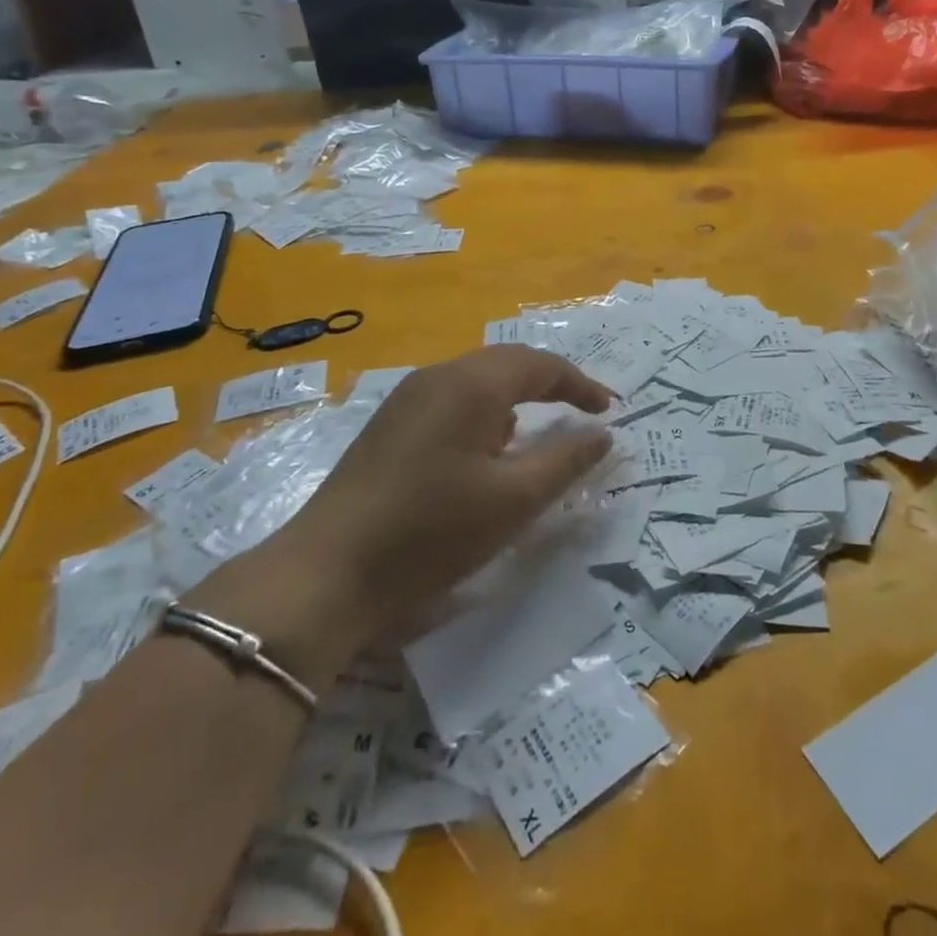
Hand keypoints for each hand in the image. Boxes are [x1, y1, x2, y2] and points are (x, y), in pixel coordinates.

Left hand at [195, 346, 613, 675]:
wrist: (327, 572)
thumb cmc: (432, 532)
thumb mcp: (513, 501)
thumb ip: (565, 461)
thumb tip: (602, 434)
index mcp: (472, 384)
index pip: (540, 365)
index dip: (580, 384)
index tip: (609, 412)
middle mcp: (438, 376)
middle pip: (507, 364)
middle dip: (549, 384)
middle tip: (580, 412)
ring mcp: (407, 398)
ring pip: (476, 381)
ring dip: (514, 397)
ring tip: (537, 431)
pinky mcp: (389, 424)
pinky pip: (451, 400)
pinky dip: (483, 413)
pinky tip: (484, 452)